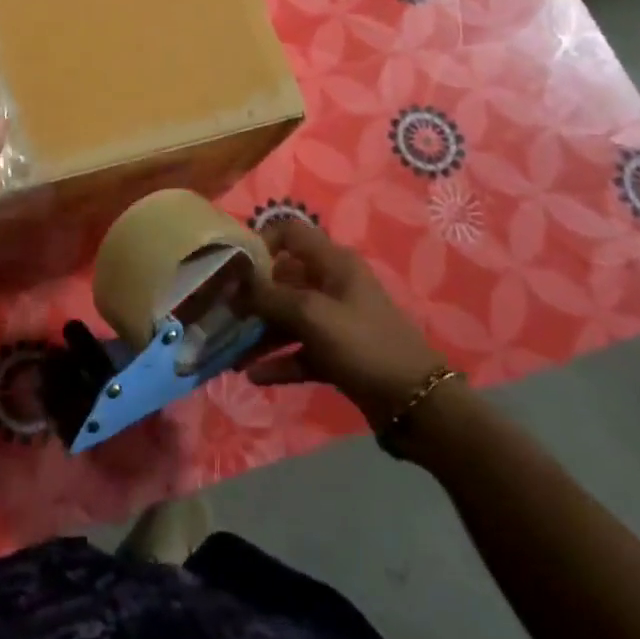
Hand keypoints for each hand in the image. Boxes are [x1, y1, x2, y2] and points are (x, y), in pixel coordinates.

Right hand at [233, 218, 448, 428]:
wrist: (417, 405)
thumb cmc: (363, 344)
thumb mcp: (311, 314)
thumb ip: (268, 296)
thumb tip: (233, 283)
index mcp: (333, 263)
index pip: (290, 233)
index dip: (261, 243)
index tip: (234, 266)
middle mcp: (332, 285)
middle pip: (283, 279)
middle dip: (252, 295)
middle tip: (222, 311)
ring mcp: (335, 321)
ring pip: (288, 318)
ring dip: (260, 332)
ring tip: (231, 350)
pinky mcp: (336, 354)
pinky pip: (299, 350)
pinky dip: (278, 361)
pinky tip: (253, 375)